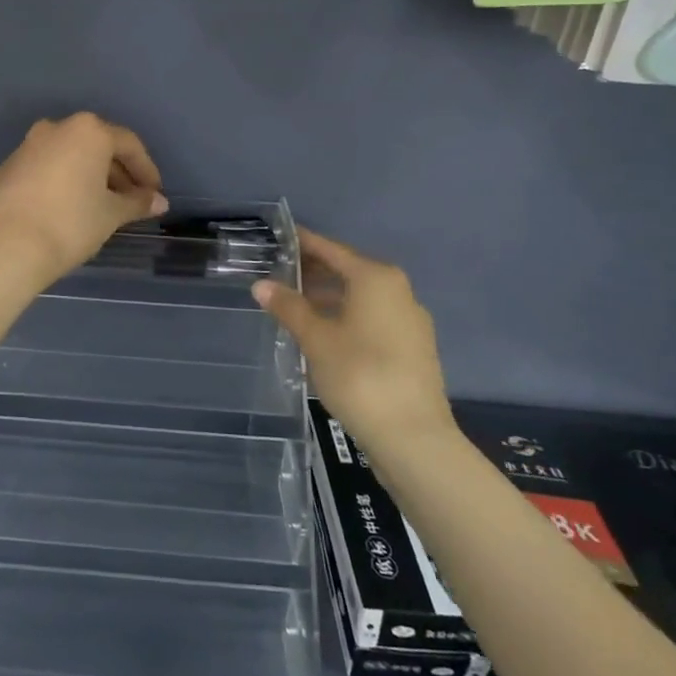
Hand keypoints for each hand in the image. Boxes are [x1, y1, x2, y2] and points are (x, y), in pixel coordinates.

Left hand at [0, 113, 167, 285]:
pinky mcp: (7, 168)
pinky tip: (66, 210)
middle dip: (117, 174)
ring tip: (100, 207)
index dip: (146, 171)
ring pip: (69, 156)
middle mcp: (56, 129)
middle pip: (97, 147)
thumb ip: (137, 202)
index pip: (128, 145)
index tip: (154, 195)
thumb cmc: (70, 224)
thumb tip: (159, 201)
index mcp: (87, 131)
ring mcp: (27, 146)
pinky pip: (45, 169)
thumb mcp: (111, 214)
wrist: (6, 247)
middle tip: (130, 202)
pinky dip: (61, 183)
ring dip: (89, 177)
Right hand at [254, 230, 452, 454]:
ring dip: (330, 298)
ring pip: (361, 298)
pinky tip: (325, 335)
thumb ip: (289, 307)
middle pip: (349, 271)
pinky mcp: (414, 349)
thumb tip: (261, 284)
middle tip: (279, 274)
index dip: (304, 243)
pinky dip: (347, 318)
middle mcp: (398, 291)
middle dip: (315, 272)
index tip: (280, 238)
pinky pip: (373, 319)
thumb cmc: (360, 376)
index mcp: (376, 279)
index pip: (332, 250)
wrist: (413, 438)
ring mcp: (410, 321)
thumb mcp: (316, 339)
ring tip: (296, 307)